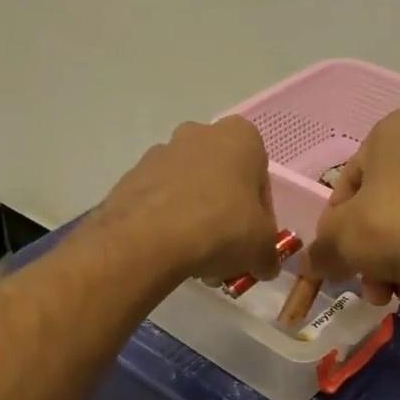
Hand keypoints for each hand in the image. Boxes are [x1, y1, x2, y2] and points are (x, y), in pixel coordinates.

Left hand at [93, 117, 282, 284]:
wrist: (148, 238)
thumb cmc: (221, 228)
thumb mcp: (261, 248)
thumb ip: (268, 254)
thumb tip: (265, 265)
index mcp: (240, 137)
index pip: (260, 179)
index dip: (261, 217)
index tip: (253, 243)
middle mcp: (199, 133)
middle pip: (222, 182)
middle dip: (226, 217)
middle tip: (226, 254)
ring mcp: (160, 153)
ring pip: (190, 192)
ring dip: (197, 223)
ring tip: (197, 263)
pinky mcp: (131, 177)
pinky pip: (160, 203)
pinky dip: (168, 225)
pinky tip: (171, 255)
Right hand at [306, 111, 399, 304]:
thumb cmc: (392, 228)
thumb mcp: (338, 240)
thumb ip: (319, 250)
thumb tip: (313, 264)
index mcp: (394, 132)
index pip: (349, 179)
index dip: (334, 222)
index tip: (334, 253)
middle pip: (383, 205)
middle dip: (368, 250)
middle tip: (364, 281)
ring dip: (394, 263)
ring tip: (392, 294)